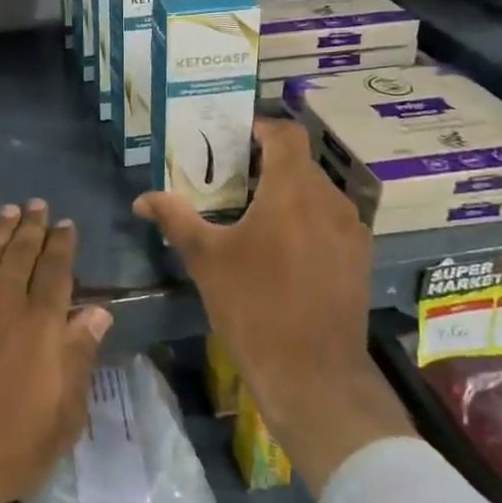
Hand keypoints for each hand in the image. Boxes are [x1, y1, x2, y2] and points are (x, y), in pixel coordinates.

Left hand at [0, 201, 112, 502]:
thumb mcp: (62, 417)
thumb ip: (79, 356)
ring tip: (10, 210)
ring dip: (0, 227)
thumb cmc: (4, 448)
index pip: (56, 270)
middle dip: (33, 226)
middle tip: (38, 205)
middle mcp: (3, 299)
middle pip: (21, 251)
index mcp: (41, 323)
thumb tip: (98, 311)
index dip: (62, 244)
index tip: (66, 224)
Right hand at [134, 117, 415, 488]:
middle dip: (265, 163)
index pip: (286, 133)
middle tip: (230, 179)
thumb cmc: (254, 306)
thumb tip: (142, 198)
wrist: (314, 375)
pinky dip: (305, 219)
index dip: (259, 127)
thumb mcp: (206, 259)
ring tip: (252, 214)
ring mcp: (351, 231)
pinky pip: (329, 220)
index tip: (231, 138)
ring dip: (286, 192)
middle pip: (299, 162)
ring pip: (316, 192)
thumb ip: (175, 218)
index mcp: (293, 190)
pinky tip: (281, 249)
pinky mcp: (359, 259)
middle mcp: (330, 200)